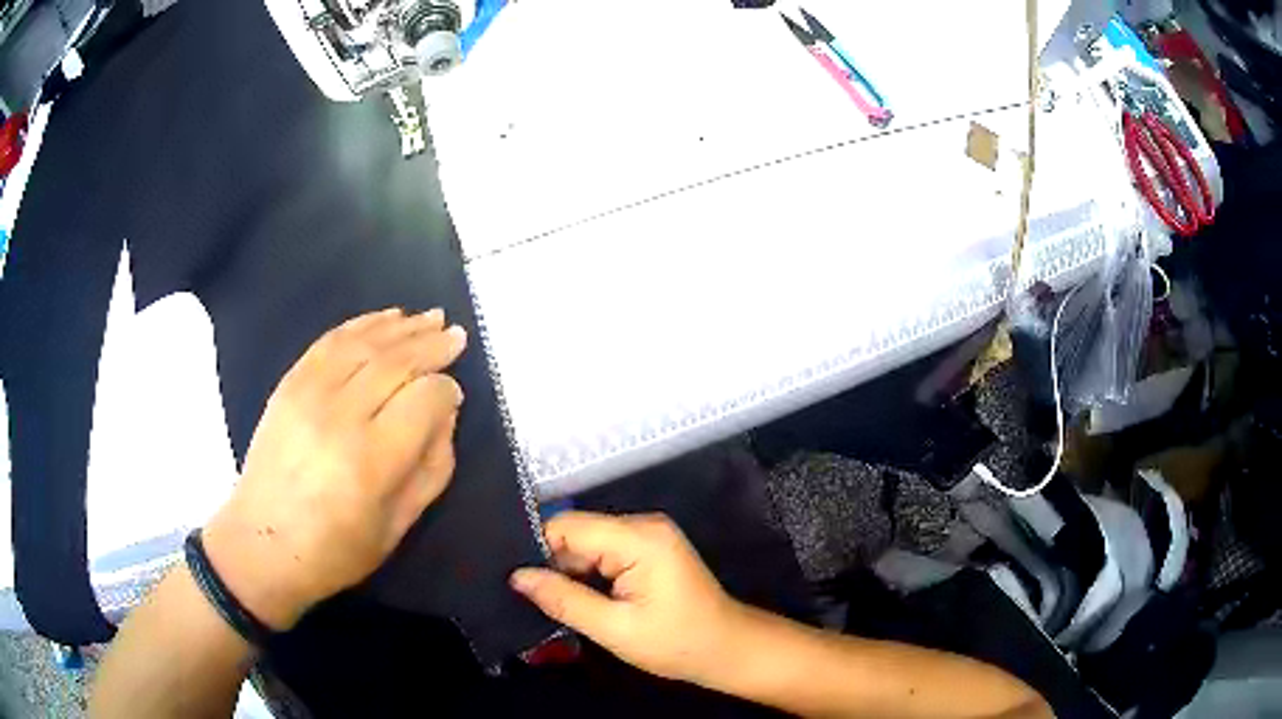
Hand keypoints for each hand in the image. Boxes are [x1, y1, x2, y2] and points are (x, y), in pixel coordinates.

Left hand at [202, 308, 466, 630]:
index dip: (447, 390)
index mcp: (372, 461)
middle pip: (396, 362)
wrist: (262, 544)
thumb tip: (445, 414)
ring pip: (365, 343)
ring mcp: (309, 394)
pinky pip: (331, 341)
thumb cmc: (336, 550)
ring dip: (403, 327)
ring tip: (431, 317)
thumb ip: (432, 468)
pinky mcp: (289, 384)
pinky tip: (386, 318)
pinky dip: (362, 324)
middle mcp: (341, 416)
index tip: (455, 394)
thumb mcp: (398, 525)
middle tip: (457, 335)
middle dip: (433, 344)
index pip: (424, 399)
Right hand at [510, 512, 749, 685]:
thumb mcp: (615, 628)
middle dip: (554, 565)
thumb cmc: (677, 643)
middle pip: (578, 533)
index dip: (539, 551)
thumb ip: (564, 600)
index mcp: (639, 538)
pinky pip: (605, 553)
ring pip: (588, 545)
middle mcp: (643, 525)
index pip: (568, 526)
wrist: (728, 650)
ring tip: (551, 602)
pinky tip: (580, 598)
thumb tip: (518, 576)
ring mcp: (649, 535)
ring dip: (571, 573)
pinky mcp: (650, 550)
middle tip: (531, 599)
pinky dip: (589, 575)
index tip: (516, 580)